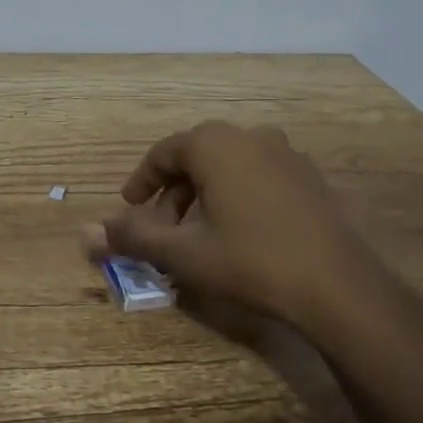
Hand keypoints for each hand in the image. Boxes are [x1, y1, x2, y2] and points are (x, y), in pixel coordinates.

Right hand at [85, 121, 410, 342]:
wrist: (339, 287)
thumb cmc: (250, 261)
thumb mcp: (183, 253)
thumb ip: (132, 238)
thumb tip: (83, 233)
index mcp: (213, 144)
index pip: (163, 153)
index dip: (142, 181)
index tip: (130, 208)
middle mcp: (248, 135)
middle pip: (195, 158)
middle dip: (173, 193)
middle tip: (162, 229)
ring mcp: (285, 153)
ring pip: (228, 166)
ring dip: (205, 194)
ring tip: (199, 233)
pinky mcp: (310, 176)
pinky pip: (259, 175)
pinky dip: (238, 195)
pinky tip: (242, 232)